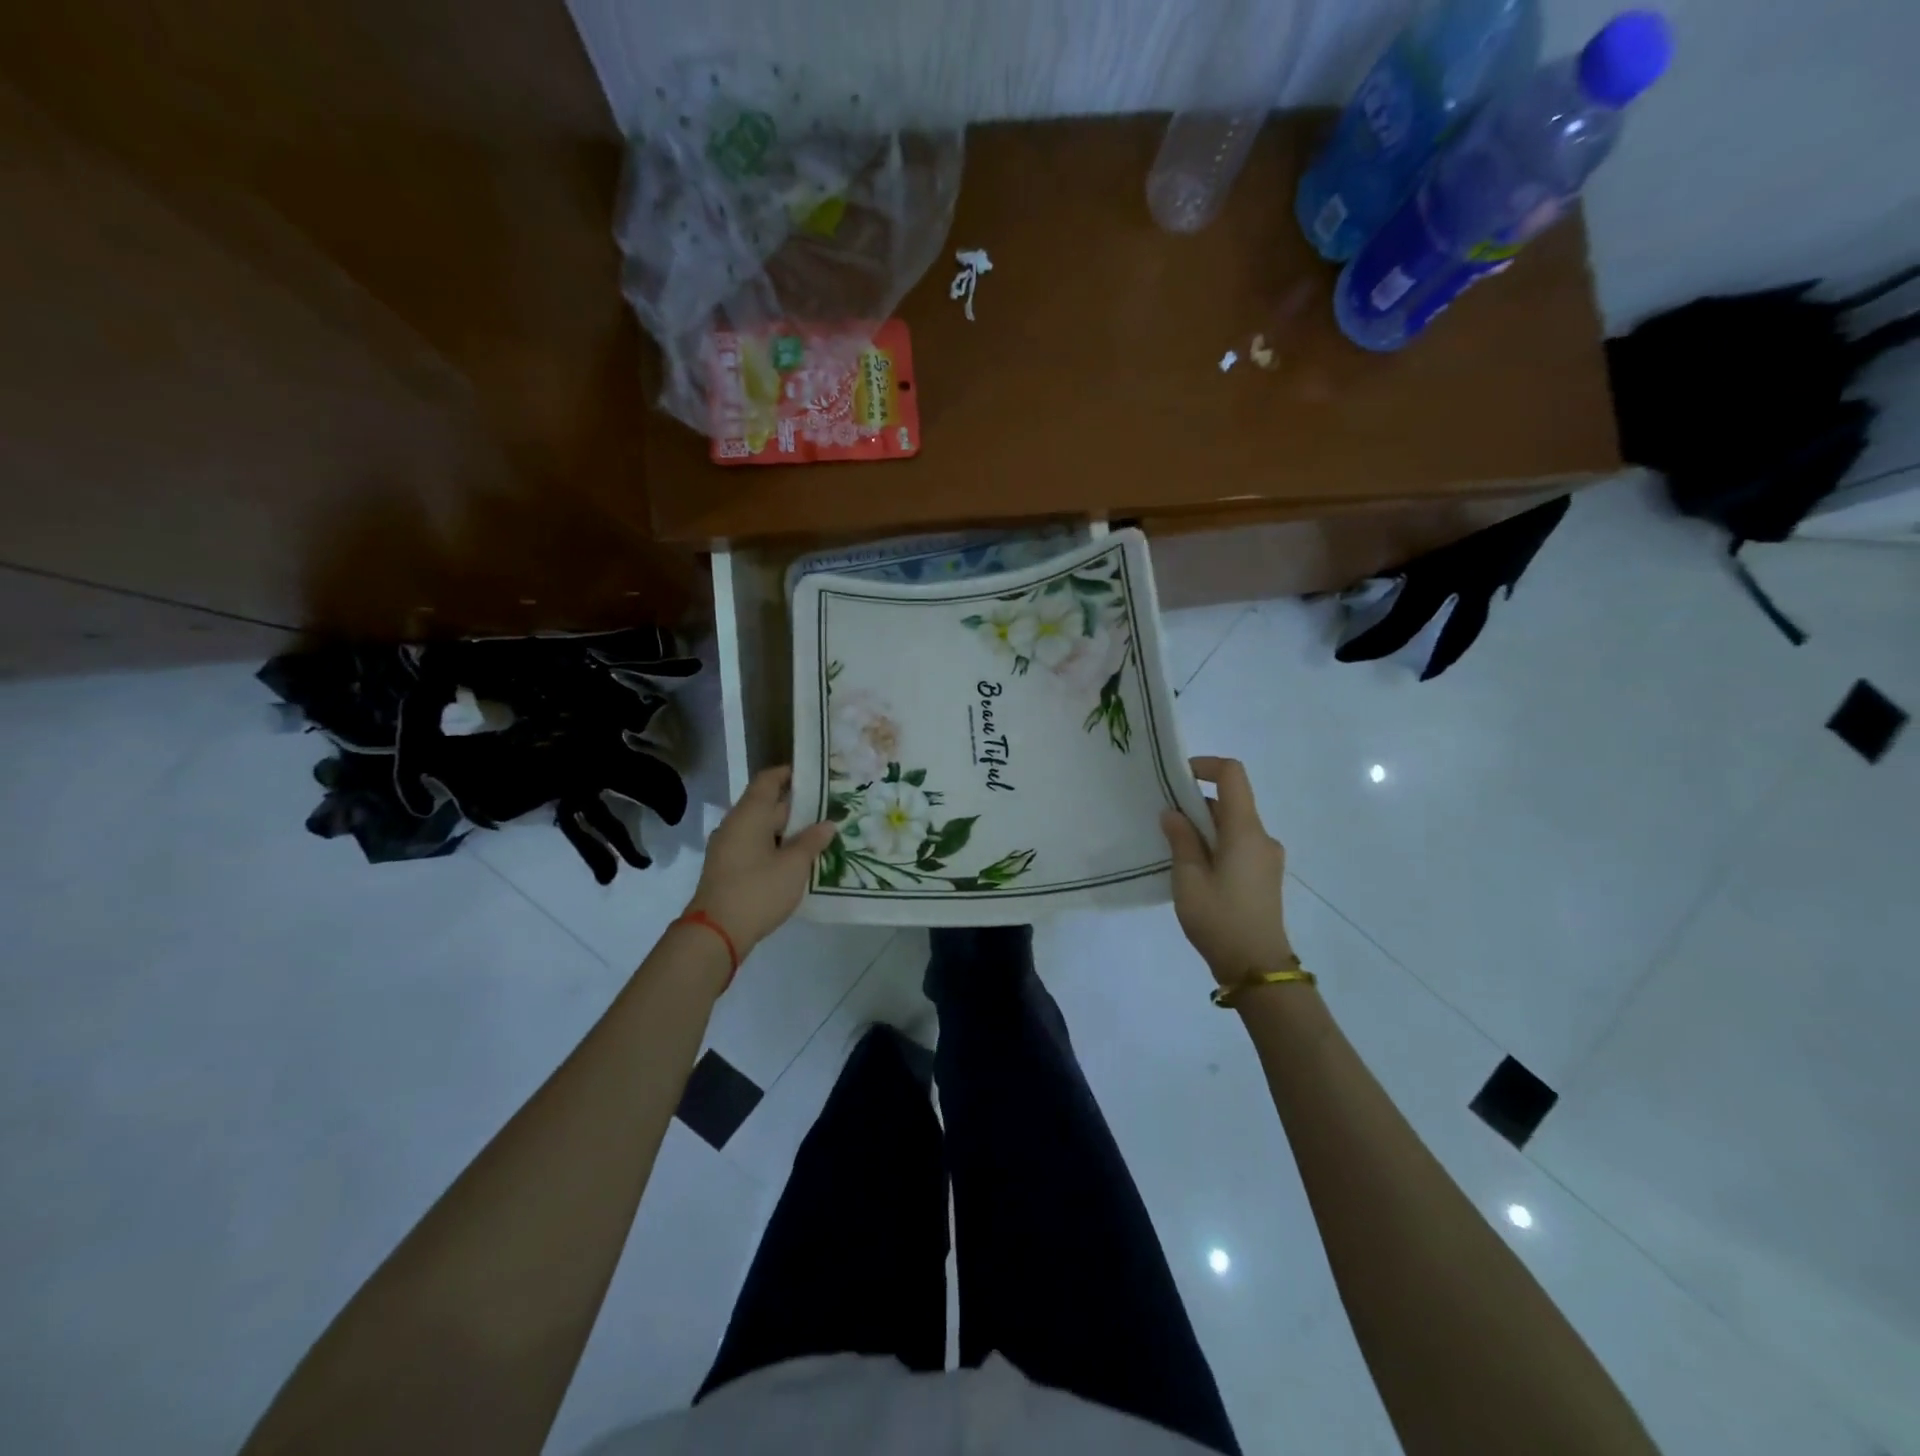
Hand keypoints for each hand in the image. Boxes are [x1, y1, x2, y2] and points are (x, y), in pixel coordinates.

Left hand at [687, 766, 836, 958]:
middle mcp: (735, 824)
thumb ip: (812, 841)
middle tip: (829, 809)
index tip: (816, 776)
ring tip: (819, 835)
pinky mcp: (728, 868)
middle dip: (797, 806)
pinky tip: (797, 860)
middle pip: (767, 804)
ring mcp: (728, 847)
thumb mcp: (794, 865)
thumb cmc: (758, 890)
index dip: (790, 774)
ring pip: (762, 828)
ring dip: (788, 830)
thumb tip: (828, 824)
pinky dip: (776, 847)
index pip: (768, 780)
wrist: (716, 932)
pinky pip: (755, 846)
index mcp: (749, 814)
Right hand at [1161, 756, 1294, 986]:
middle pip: (1231, 801)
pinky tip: (1193, 868)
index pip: (1232, 775)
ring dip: (1204, 826)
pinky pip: (1238, 844)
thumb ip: (1181, 840)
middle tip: (1163, 819)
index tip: (1177, 777)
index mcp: (1245, 831)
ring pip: (1233, 825)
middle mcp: (1261, 837)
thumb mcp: (1189, 878)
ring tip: (1173, 847)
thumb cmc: (1220, 919)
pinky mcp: (1264, 876)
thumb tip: (1173, 814)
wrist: (1257, 968)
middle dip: (1196, 802)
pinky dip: (1215, 843)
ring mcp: (1266, 857)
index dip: (1205, 766)